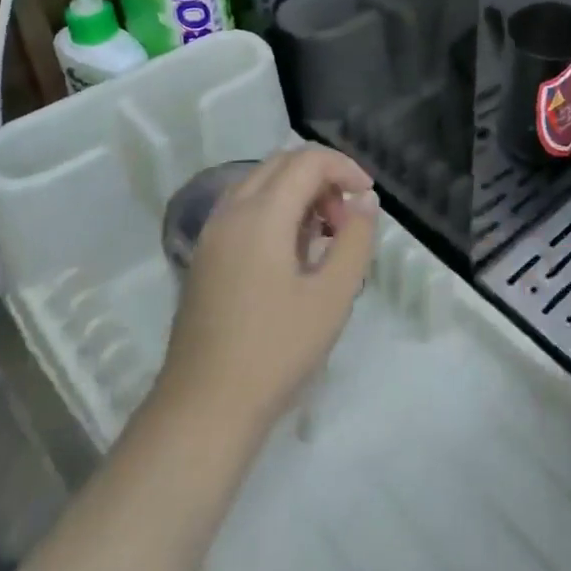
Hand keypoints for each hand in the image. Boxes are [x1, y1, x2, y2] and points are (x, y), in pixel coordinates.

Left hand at [149, 147, 377, 448]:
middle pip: (282, 163)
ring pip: (261, 183)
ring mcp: (211, 234)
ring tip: (324, 236)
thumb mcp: (333, 295)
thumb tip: (364, 201)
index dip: (345, 167)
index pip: (308, 160)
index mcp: (261, 214)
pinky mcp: (204, 257)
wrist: (203, 410)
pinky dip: (275, 211)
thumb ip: (355, 239)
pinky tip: (292, 255)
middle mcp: (231, 211)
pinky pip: (244, 209)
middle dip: (322, 177)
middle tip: (347, 219)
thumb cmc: (276, 350)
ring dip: (298, 192)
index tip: (368, 198)